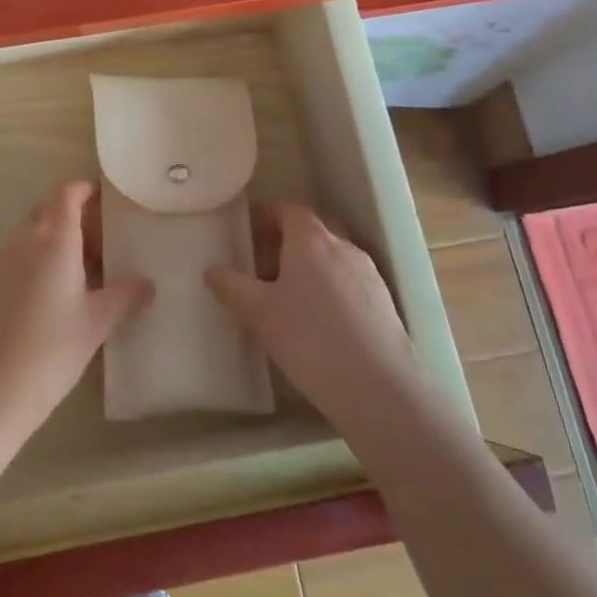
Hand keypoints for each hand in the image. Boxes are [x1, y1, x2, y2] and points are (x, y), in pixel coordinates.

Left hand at [0, 181, 151, 434]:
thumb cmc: (52, 347)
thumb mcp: (97, 322)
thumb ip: (125, 296)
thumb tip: (147, 284)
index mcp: (54, 239)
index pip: (66, 193)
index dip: (85, 189)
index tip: (106, 200)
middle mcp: (25, 240)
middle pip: (49, 210)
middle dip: (76, 219)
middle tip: (104, 246)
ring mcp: (2, 260)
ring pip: (33, 233)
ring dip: (58, 241)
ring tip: (86, 275)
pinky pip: (20, 255)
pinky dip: (40, 260)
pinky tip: (58, 296)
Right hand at [205, 202, 421, 428]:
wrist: (379, 388)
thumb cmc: (309, 338)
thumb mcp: (258, 313)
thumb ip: (232, 287)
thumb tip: (212, 270)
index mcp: (311, 240)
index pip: (288, 209)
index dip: (266, 215)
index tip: (247, 231)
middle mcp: (342, 247)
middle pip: (310, 233)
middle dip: (284, 245)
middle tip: (259, 269)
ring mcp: (368, 274)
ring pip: (330, 259)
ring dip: (307, 269)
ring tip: (286, 300)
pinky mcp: (384, 302)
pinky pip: (347, 282)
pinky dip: (328, 289)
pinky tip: (316, 323)